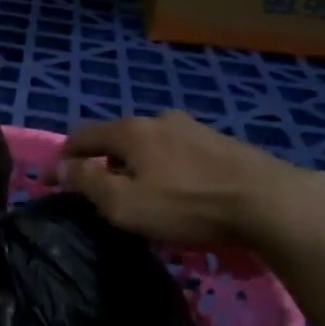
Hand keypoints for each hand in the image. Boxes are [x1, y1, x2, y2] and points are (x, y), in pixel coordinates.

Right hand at [52, 111, 324, 254]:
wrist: (269, 201)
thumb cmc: (186, 205)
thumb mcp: (125, 203)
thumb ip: (88, 182)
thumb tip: (60, 167)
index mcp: (131, 131)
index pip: (83, 135)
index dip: (65, 157)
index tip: (55, 182)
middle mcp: (160, 120)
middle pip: (118, 138)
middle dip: (103, 161)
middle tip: (100, 192)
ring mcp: (194, 128)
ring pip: (151, 144)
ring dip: (137, 165)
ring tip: (142, 193)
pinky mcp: (222, 143)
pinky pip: (179, 153)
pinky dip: (166, 168)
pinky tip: (179, 191)